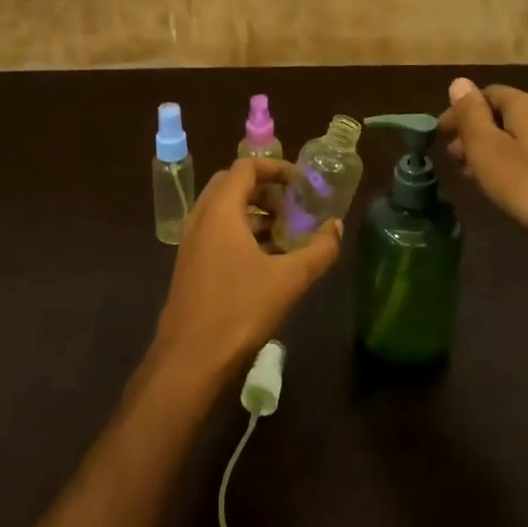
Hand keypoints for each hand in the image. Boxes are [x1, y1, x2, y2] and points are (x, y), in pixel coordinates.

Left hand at [150, 157, 342, 383]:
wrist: (190, 360)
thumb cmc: (240, 310)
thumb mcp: (289, 279)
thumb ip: (319, 250)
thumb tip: (337, 226)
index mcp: (220, 210)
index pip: (246, 166)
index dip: (276, 168)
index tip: (301, 182)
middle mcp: (201, 218)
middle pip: (232, 184)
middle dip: (265, 189)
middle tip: (292, 206)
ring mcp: (191, 242)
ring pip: (223, 210)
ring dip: (253, 212)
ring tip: (284, 233)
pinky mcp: (189, 264)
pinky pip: (216, 231)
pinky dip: (240, 231)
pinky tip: (265, 259)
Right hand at [438, 78, 527, 264]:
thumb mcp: (489, 150)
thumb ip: (471, 115)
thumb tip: (459, 82)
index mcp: (527, 105)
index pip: (487, 93)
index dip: (460, 111)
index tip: (440, 136)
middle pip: (504, 114)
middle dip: (475, 132)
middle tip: (454, 160)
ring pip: (520, 137)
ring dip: (492, 150)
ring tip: (474, 177)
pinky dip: (513, 164)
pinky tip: (507, 188)